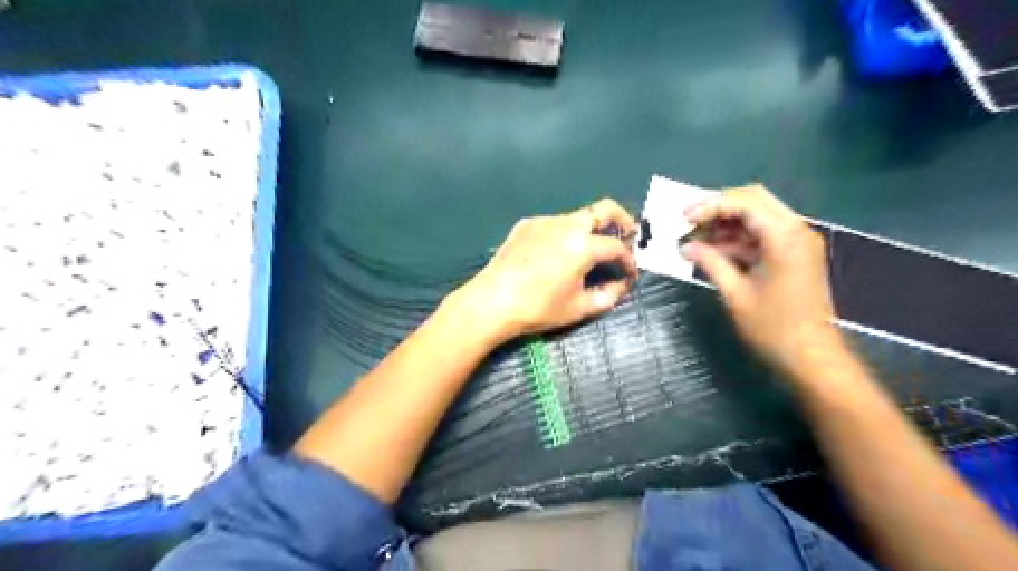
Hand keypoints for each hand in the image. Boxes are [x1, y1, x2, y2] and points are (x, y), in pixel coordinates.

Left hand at [446, 199, 632, 346]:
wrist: (492, 301)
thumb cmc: (538, 308)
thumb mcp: (579, 308)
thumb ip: (608, 295)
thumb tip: (622, 284)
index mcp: (583, 245)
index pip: (616, 246)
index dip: (628, 260)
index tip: (630, 274)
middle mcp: (566, 225)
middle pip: (604, 209)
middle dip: (621, 220)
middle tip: (626, 236)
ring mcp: (544, 221)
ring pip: (577, 216)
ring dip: (590, 229)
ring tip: (588, 252)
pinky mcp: (526, 224)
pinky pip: (554, 224)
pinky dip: (565, 234)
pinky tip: (556, 254)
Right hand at [683, 186, 844, 376]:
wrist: (811, 357)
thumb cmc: (773, 328)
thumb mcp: (736, 294)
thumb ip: (711, 263)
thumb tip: (686, 247)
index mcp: (785, 236)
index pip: (746, 202)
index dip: (711, 205)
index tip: (684, 218)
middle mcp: (795, 231)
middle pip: (753, 201)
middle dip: (718, 209)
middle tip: (689, 223)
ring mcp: (796, 242)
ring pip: (756, 217)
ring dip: (725, 225)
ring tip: (695, 239)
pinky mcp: (792, 255)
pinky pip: (761, 236)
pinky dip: (736, 239)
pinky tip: (712, 251)